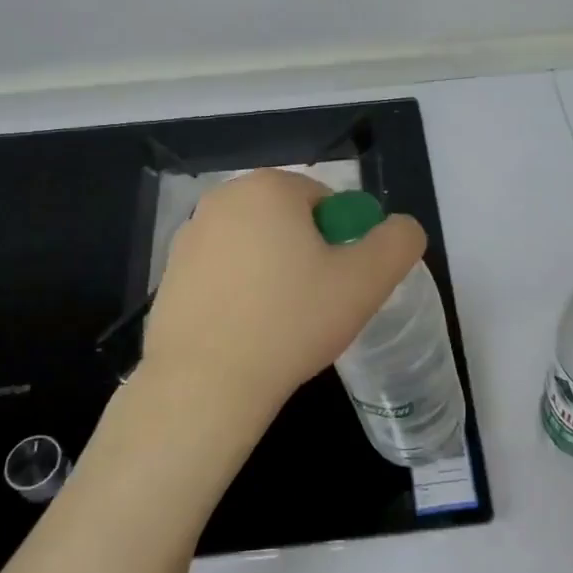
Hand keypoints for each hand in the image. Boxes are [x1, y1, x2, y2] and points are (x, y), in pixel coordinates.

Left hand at [123, 168, 425, 494]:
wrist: (205, 384)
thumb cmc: (291, 322)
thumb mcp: (367, 281)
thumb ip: (398, 242)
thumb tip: (402, 228)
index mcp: (268, 187)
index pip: (325, 201)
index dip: (343, 241)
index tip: (341, 283)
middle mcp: (222, 199)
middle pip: (288, 221)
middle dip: (307, 255)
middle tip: (317, 304)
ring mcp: (189, 236)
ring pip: (255, 246)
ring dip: (274, 272)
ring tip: (281, 322)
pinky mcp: (169, 273)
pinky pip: (223, 272)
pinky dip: (240, 291)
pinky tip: (247, 331)